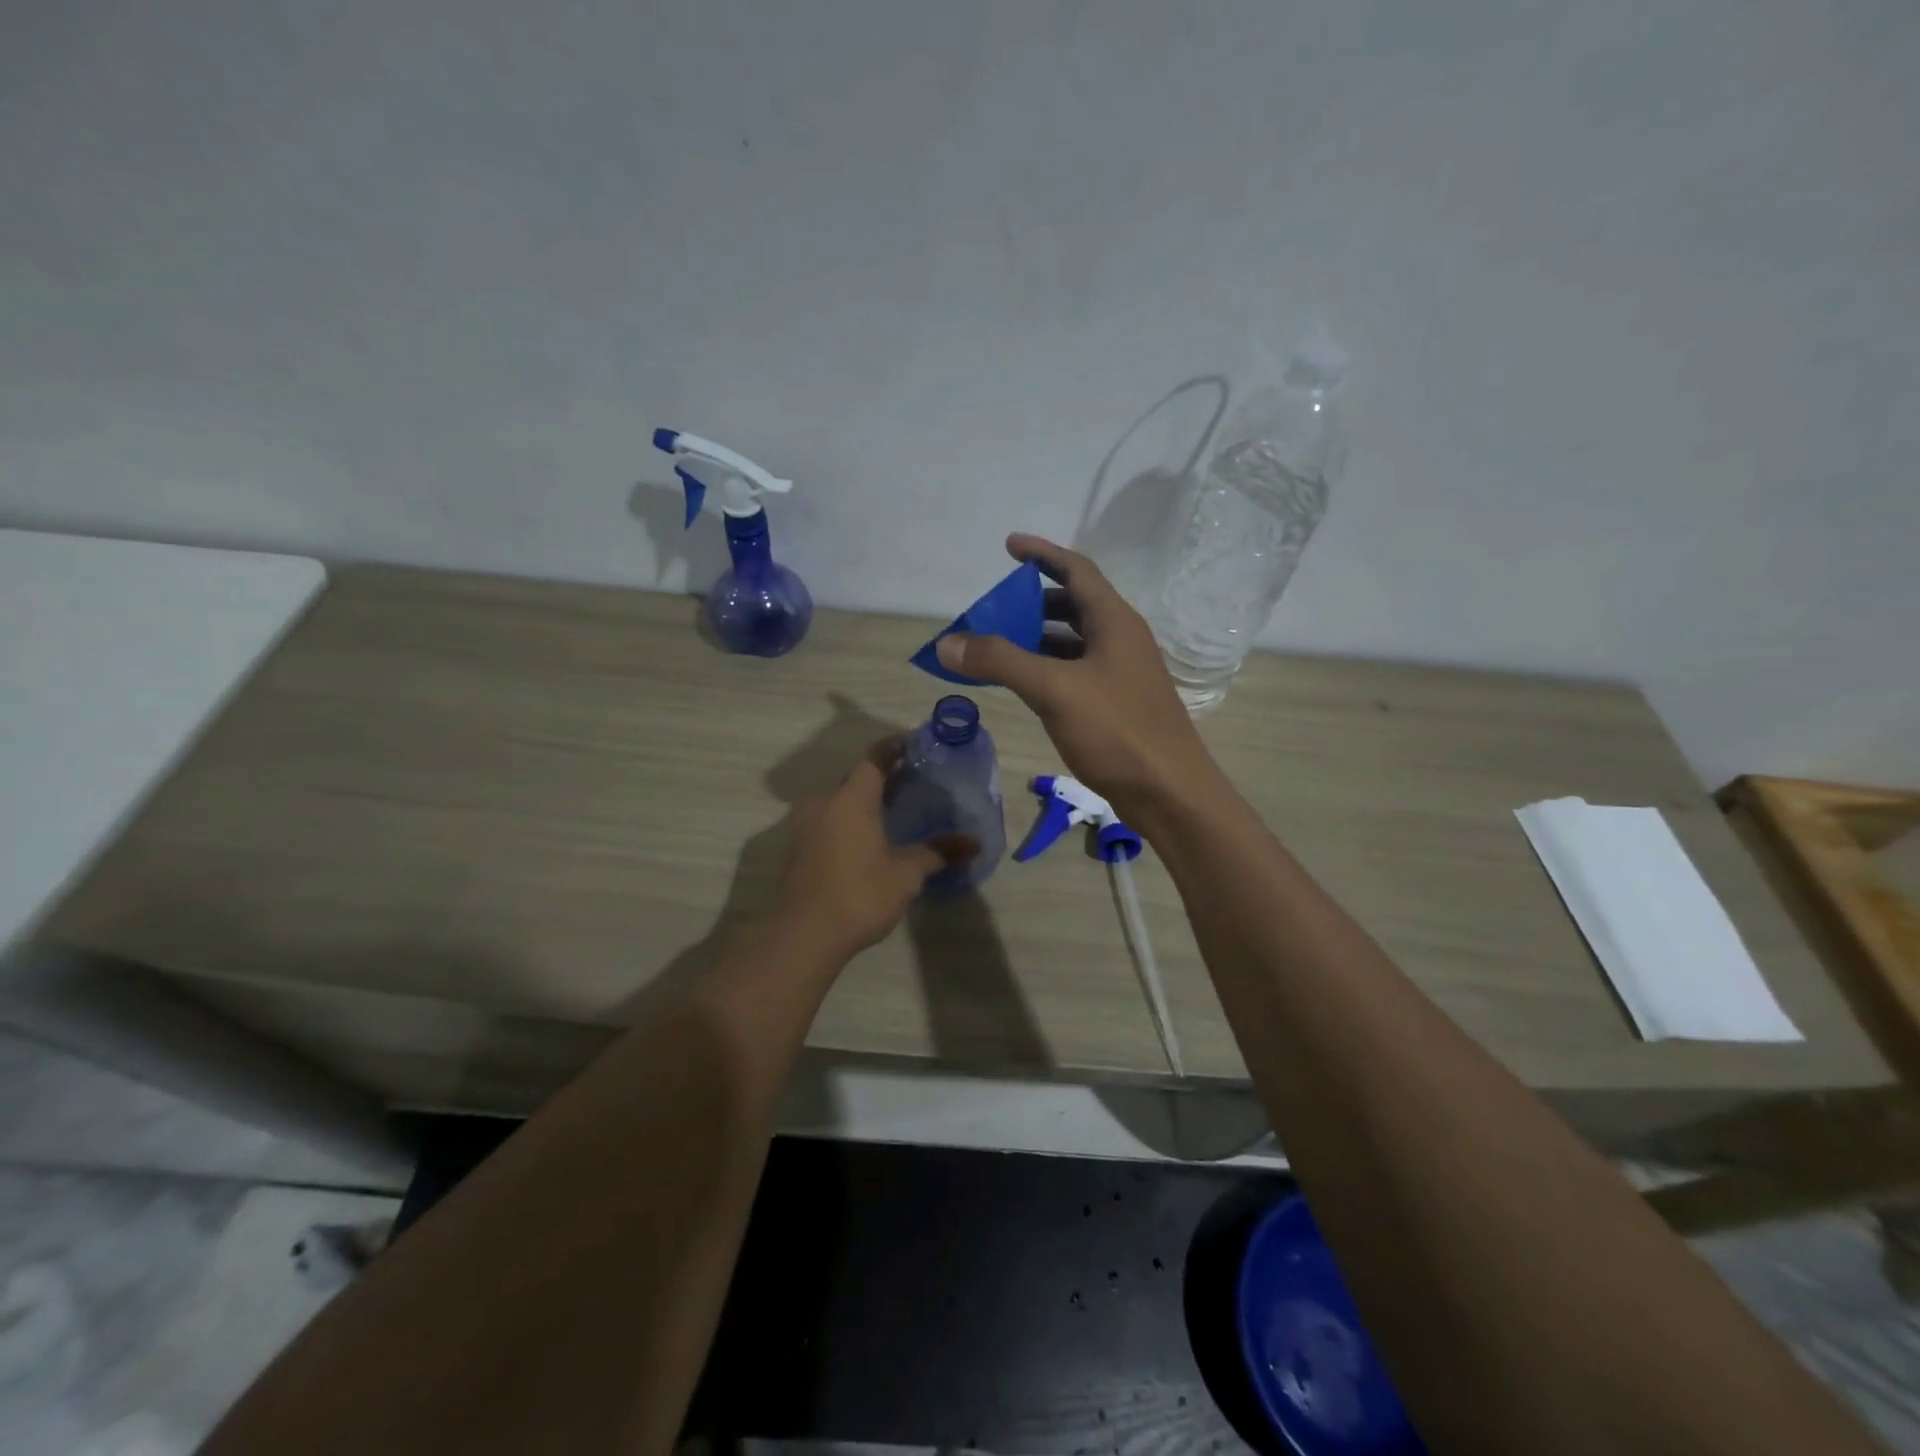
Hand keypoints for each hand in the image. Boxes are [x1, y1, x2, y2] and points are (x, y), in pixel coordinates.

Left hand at [775, 738, 976, 958]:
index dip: (894, 747)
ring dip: (861, 801)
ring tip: (890, 811)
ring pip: (838, 801)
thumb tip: (973, 843)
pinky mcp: (798, 849)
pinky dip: (847, 821)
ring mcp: (805, 827)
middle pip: (854, 778)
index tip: (913, 744)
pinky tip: (866, 840)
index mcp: (852, 799)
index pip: (874, 758)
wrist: (803, 935)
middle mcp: (824, 803)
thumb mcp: (906, 874)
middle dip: (880, 776)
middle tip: (909, 781)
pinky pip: (827, 822)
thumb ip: (937, 852)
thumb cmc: (860, 894)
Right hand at [935, 534, 1223, 828]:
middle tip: (996, 608)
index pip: (1077, 569)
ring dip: (1039, 637)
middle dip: (1034, 600)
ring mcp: (1122, 673)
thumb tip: (947, 642)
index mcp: (1114, 621)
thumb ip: (1000, 661)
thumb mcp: (1053, 689)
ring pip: (1075, 641)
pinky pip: (1076, 671)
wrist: (1169, 793)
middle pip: (1074, 604)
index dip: (1042, 553)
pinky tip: (1026, 684)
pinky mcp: (1117, 704)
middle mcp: (1121, 639)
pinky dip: (1048, 668)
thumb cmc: (1117, 731)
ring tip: (1000, 644)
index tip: (1009, 546)